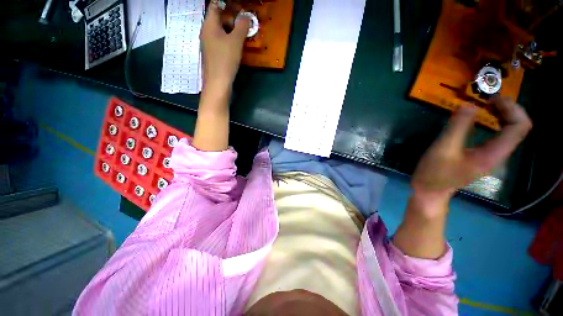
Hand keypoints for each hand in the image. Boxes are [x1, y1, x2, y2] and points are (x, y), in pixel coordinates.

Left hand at [200, 1, 249, 94]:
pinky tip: (236, 49)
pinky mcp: (213, 55)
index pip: (215, 6)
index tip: (239, 9)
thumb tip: (246, 16)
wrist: (218, 83)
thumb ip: (242, 26)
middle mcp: (206, 32)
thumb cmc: (225, 60)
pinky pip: (220, 42)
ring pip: (220, 32)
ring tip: (242, 38)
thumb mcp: (236, 41)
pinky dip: (228, 42)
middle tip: (244, 26)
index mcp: (209, 25)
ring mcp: (208, 44)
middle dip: (231, 20)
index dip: (227, 5)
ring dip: (231, 32)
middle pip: (218, 19)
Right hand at [411, 97, 532, 208]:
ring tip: (486, 105)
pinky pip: (498, 135)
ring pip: (510, 130)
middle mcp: (498, 154)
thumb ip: (457, 127)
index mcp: (493, 154)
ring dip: (502, 114)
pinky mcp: (482, 155)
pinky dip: (494, 123)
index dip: (511, 108)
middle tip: (488, 99)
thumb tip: (469, 104)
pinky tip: (481, 119)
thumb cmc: (434, 173)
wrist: (430, 191)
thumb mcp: (443, 149)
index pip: (519, 127)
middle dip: (508, 109)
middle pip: (518, 127)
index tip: (491, 99)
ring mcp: (491, 156)